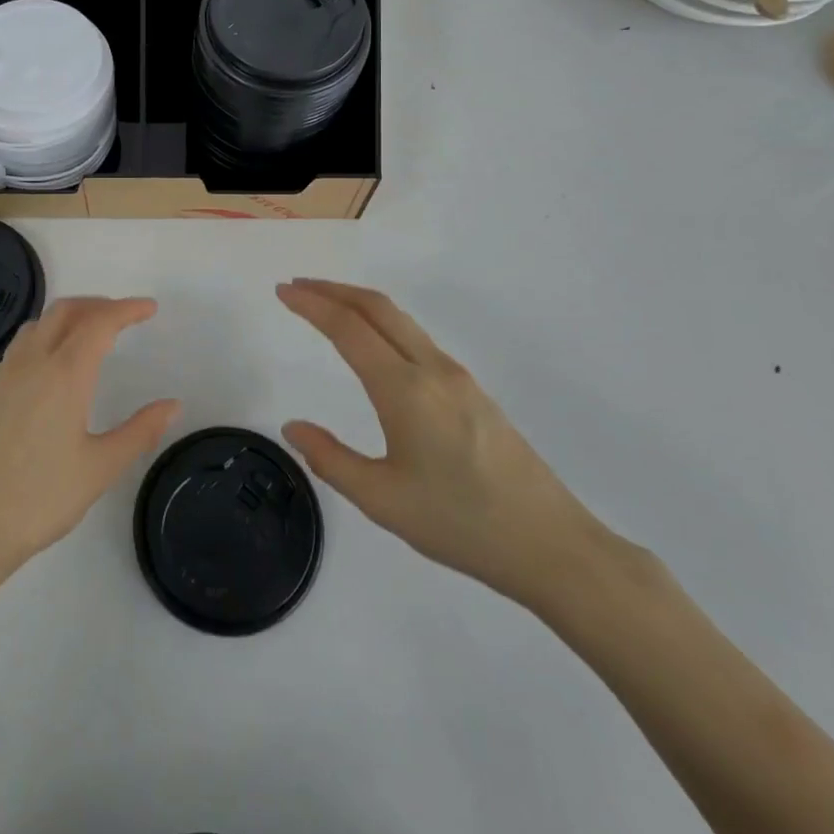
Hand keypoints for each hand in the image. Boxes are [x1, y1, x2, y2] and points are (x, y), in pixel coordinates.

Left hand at [0, 297, 179, 587]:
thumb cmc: (38, 499)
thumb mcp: (100, 468)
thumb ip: (140, 432)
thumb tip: (173, 404)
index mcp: (64, 374)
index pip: (100, 323)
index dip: (127, 310)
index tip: (149, 308)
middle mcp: (32, 362)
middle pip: (66, 311)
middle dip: (99, 304)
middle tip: (125, 316)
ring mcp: (4, 374)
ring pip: (40, 323)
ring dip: (70, 316)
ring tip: (92, 333)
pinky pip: (22, 344)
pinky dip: (47, 334)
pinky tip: (55, 364)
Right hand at [277, 278, 619, 610]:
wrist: (551, 545)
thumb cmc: (460, 523)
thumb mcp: (382, 500)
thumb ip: (330, 459)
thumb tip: (293, 427)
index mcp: (405, 390)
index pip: (348, 328)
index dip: (311, 305)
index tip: (282, 291)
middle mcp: (432, 369)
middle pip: (377, 307)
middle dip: (333, 290)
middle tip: (298, 288)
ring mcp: (458, 377)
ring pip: (401, 320)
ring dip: (359, 304)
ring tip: (328, 309)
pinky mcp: (473, 391)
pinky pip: (418, 339)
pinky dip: (383, 324)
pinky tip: (375, 347)